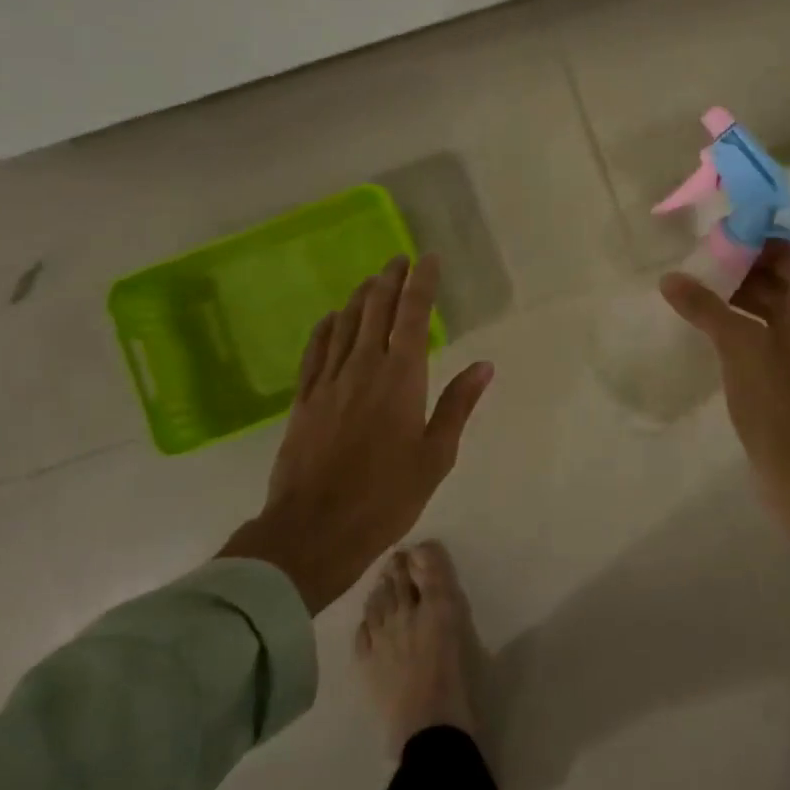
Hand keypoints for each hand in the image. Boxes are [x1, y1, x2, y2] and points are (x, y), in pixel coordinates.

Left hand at [221, 255, 493, 612]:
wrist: (313, 530)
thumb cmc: (385, 497)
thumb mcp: (435, 456)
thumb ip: (457, 406)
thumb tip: (484, 366)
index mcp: (400, 378)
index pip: (412, 315)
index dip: (421, 283)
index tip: (427, 259)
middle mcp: (363, 368)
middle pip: (376, 310)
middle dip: (390, 280)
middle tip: (400, 259)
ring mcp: (328, 381)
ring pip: (345, 324)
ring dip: (360, 297)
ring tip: (373, 280)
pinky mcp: (304, 400)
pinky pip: (315, 351)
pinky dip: (326, 328)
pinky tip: (332, 318)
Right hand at [660, 241, 789, 484]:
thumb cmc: (774, 395)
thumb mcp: (737, 343)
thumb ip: (704, 306)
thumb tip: (670, 278)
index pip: (787, 252)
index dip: (755, 239)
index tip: (717, 234)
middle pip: (777, 274)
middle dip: (739, 264)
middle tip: (697, 259)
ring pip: (767, 302)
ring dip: (735, 292)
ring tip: (694, 287)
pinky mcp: (786, 367)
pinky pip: (761, 327)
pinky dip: (737, 319)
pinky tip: (705, 323)